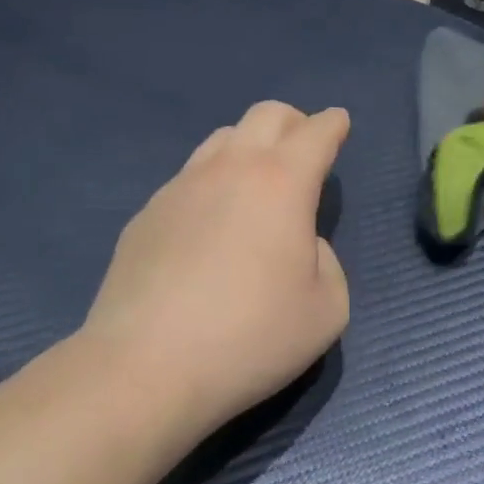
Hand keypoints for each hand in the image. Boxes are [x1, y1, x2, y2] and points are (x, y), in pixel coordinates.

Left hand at [84, 101, 350, 444]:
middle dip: (294, 122)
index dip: (333, 124)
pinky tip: (209, 228)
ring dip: (249, 148)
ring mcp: (181, 186)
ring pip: (222, 138)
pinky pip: (188, 178)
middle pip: (266, 114)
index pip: (316, 132)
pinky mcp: (146, 214)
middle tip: (303, 151)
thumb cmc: (250, 337)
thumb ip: (328, 262)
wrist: (144, 369)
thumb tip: (300, 245)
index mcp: (283, 182)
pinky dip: (212, 185)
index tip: (339, 124)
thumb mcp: (328, 310)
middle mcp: (232, 168)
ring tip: (256, 186)